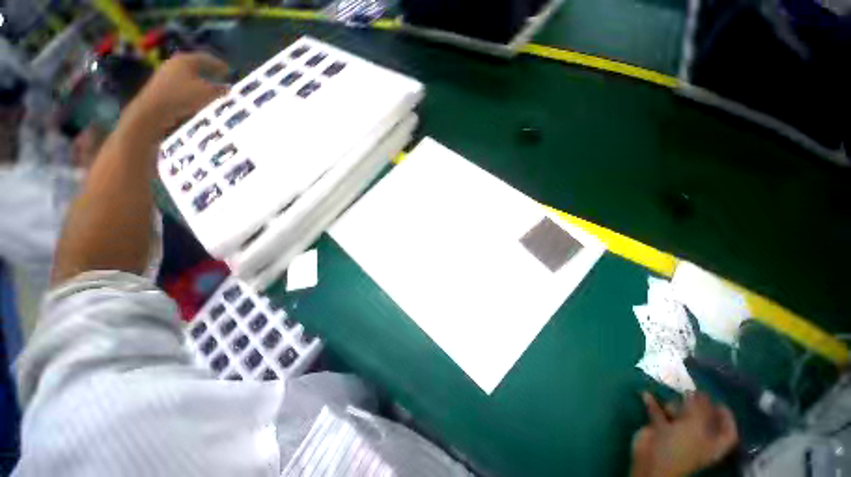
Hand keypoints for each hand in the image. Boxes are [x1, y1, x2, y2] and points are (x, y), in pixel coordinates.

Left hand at [126, 52, 229, 139]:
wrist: (153, 110)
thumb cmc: (182, 97)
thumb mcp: (207, 93)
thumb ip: (220, 90)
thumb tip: (228, 88)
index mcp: (186, 60)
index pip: (206, 58)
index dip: (219, 64)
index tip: (229, 70)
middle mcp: (175, 63)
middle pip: (196, 64)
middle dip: (209, 70)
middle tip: (220, 76)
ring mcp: (166, 73)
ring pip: (189, 73)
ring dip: (201, 79)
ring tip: (211, 87)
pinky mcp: (162, 85)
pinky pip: (182, 82)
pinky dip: (192, 86)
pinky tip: (197, 94)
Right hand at [630, 392, 738, 476]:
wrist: (651, 460)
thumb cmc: (680, 448)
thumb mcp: (695, 426)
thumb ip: (700, 408)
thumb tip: (700, 392)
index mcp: (713, 443)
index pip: (728, 430)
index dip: (727, 417)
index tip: (719, 400)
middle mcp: (699, 438)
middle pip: (702, 419)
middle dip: (696, 404)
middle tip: (690, 390)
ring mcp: (678, 434)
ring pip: (679, 414)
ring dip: (674, 403)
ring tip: (670, 394)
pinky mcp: (659, 429)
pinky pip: (658, 412)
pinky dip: (653, 403)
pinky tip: (647, 394)